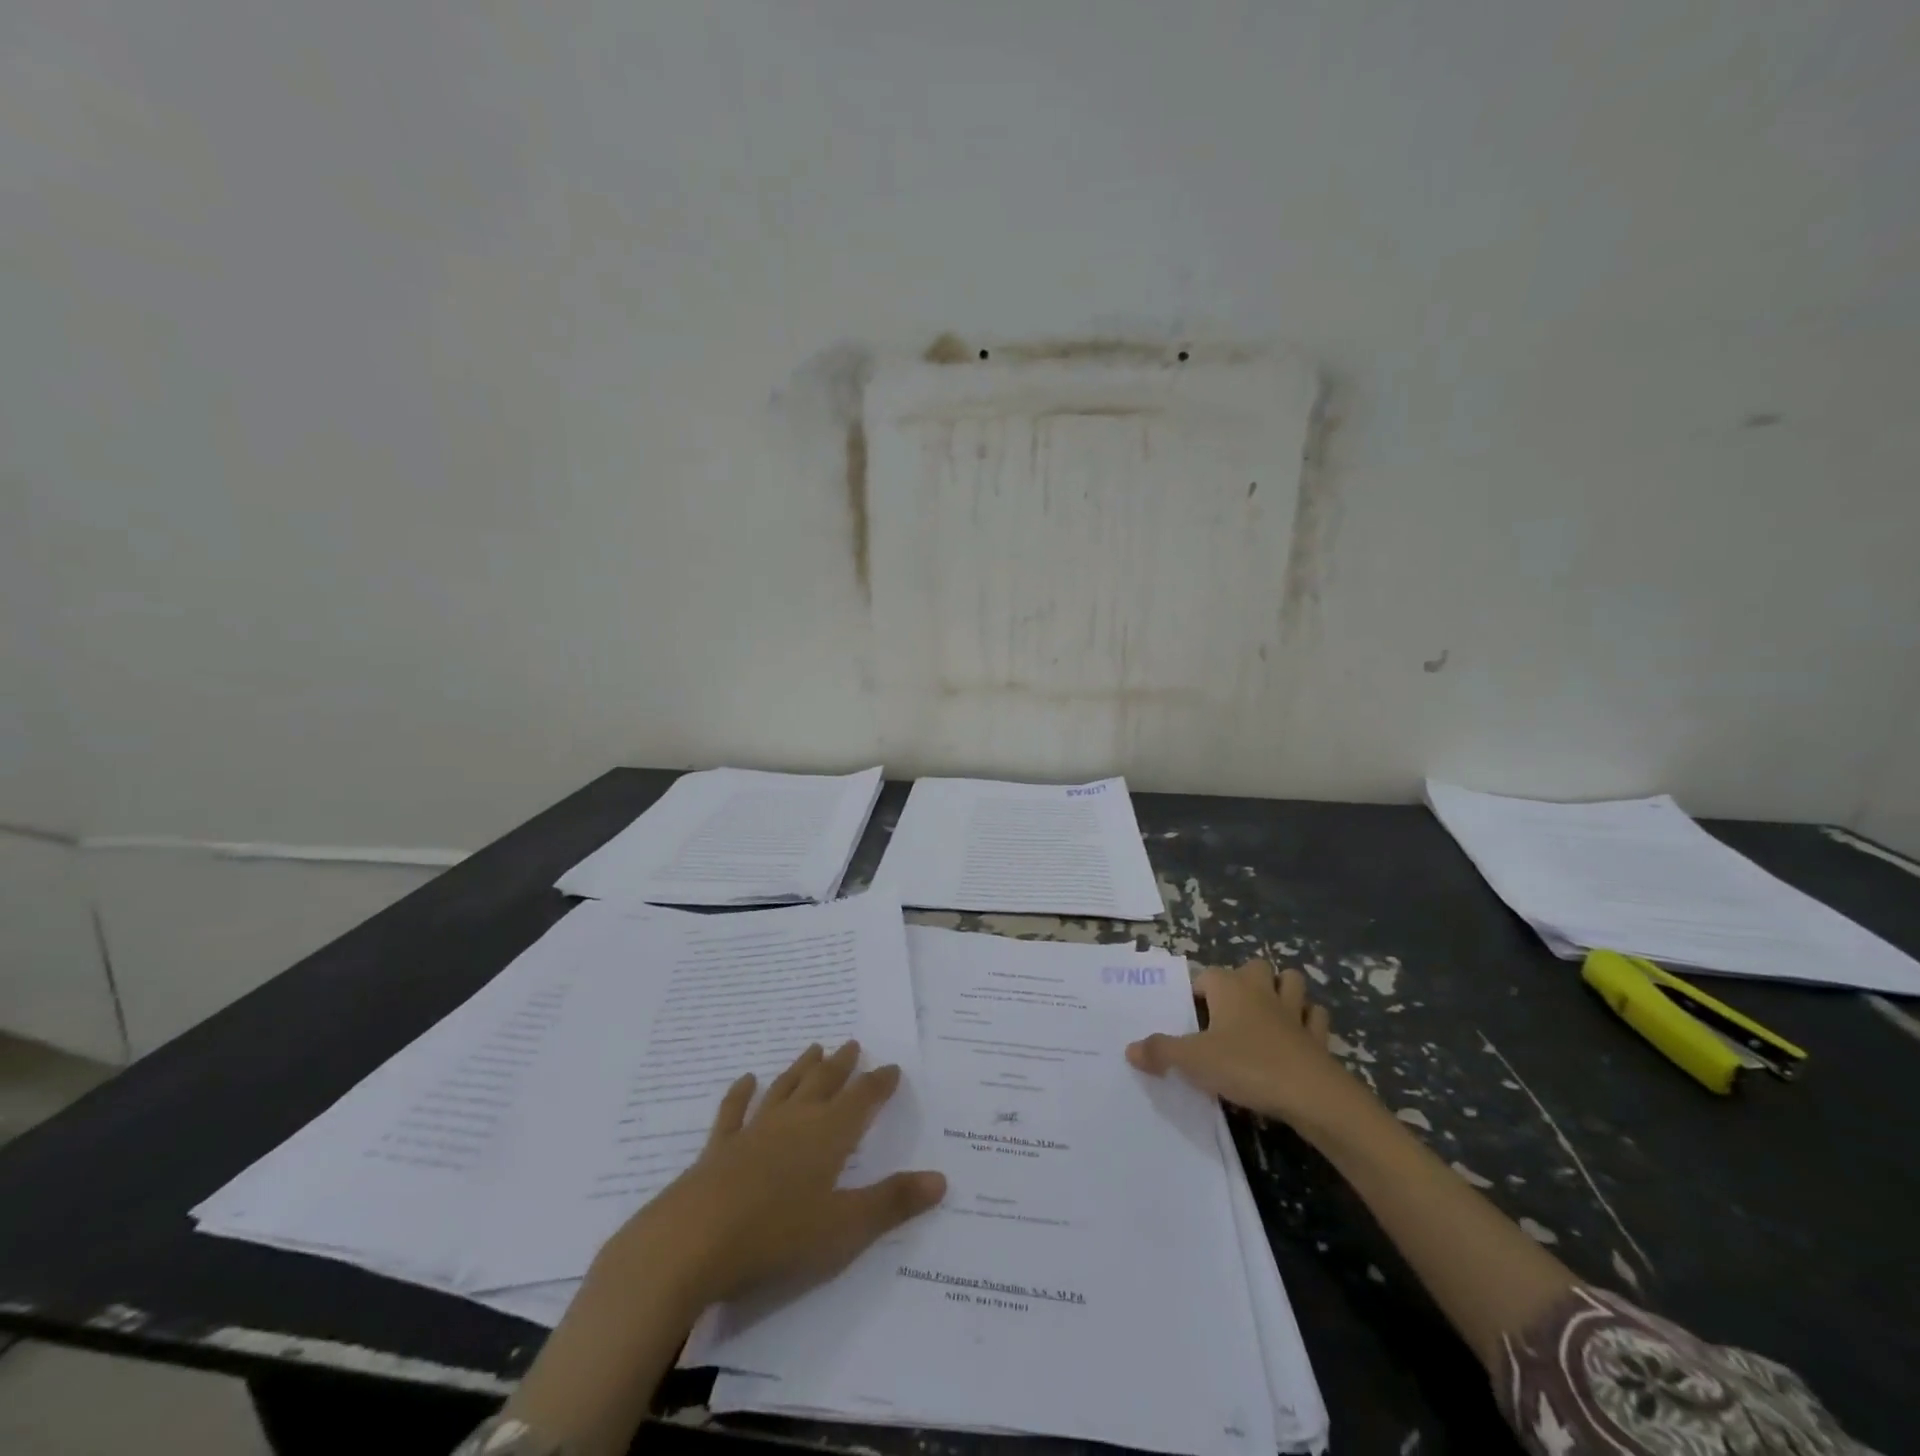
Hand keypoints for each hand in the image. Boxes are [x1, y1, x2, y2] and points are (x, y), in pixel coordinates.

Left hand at [504, 1043, 944, 1455]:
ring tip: (814, 1047)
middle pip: (824, 1083)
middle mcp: (795, 1122)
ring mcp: (754, 1131)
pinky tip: (746, 1079)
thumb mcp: (845, 1228)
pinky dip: (741, 1094)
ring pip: (785, 1088)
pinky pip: (734, 1112)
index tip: (892, 1067)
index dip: (879, 1083)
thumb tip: (941, 1179)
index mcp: (828, 1136)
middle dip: (842, 1065)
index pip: (862, 1099)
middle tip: (852, 1044)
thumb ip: (892, 1203)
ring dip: (802, 1068)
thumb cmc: (777, 1237)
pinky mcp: (719, 1149)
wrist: (690, 1244)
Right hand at [1126, 961, 1370, 1133]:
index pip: (1207, 975)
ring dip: (1282, 990)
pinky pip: (1315, 1018)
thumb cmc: (1246, 1066)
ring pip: (1292, 982)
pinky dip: (1308, 1022)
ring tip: (1267, 1012)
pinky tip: (1298, 1036)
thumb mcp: (1193, 1061)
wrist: (1311, 1095)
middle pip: (1255, 967)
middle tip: (1228, 1010)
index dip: (1196, 992)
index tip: (1189, 1016)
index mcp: (1230, 988)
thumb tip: (1129, 1049)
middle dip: (1245, 979)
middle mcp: (1262, 991)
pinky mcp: (1318, 1037)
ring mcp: (1294, 1012)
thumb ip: (1160, 1052)